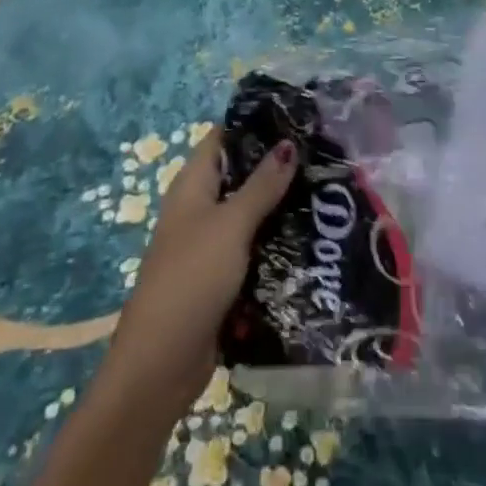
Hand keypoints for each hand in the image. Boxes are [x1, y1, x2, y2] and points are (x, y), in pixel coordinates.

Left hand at [104, 129, 298, 417]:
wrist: (159, 367)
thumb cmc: (191, 279)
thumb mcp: (231, 225)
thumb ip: (262, 185)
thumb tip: (288, 143)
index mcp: (193, 185)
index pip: (224, 138)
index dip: (255, 125)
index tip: (297, 119)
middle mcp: (200, 208)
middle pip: (241, 176)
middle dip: (277, 168)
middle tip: (323, 158)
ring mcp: (210, 245)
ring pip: (250, 215)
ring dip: (280, 208)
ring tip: (326, 195)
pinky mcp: (221, 279)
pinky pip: (253, 250)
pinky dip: (275, 245)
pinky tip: (310, 241)